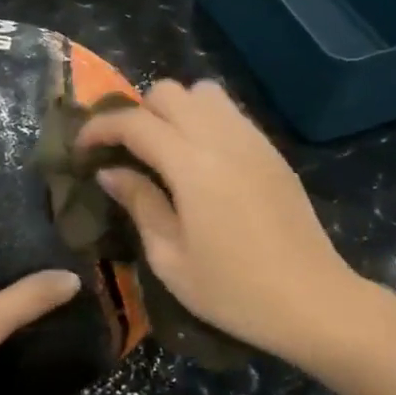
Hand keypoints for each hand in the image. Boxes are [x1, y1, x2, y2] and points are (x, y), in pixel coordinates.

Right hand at [76, 79, 362, 362]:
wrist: (314, 302)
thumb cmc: (233, 291)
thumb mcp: (170, 258)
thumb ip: (139, 204)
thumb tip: (110, 172)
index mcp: (192, 165)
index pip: (134, 122)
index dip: (99, 128)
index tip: (82, 149)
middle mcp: (223, 139)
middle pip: (169, 92)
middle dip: (137, 114)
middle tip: (124, 152)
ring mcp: (253, 141)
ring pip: (203, 93)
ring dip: (174, 111)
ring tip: (163, 150)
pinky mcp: (272, 152)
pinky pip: (229, 113)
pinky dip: (203, 121)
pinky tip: (198, 161)